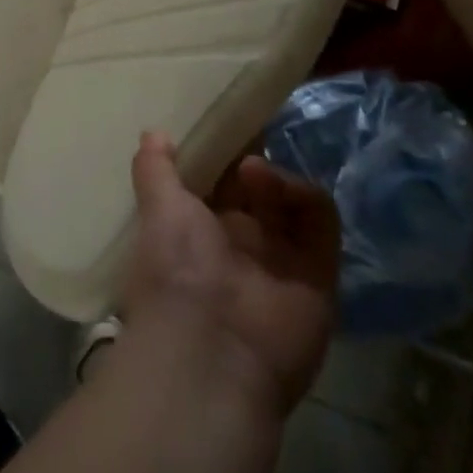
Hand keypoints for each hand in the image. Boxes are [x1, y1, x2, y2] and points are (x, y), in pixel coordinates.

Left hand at [124, 133, 338, 413]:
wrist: (213, 351)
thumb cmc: (175, 269)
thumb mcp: (158, 210)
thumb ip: (155, 170)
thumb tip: (152, 133)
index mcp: (199, 228)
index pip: (218, 182)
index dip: (224, 153)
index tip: (229, 120)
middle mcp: (241, 242)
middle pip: (257, 189)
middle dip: (255, 159)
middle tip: (253, 130)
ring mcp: (281, 257)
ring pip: (290, 201)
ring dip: (276, 177)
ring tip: (254, 171)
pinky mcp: (318, 272)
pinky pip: (320, 222)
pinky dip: (306, 196)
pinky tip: (284, 189)